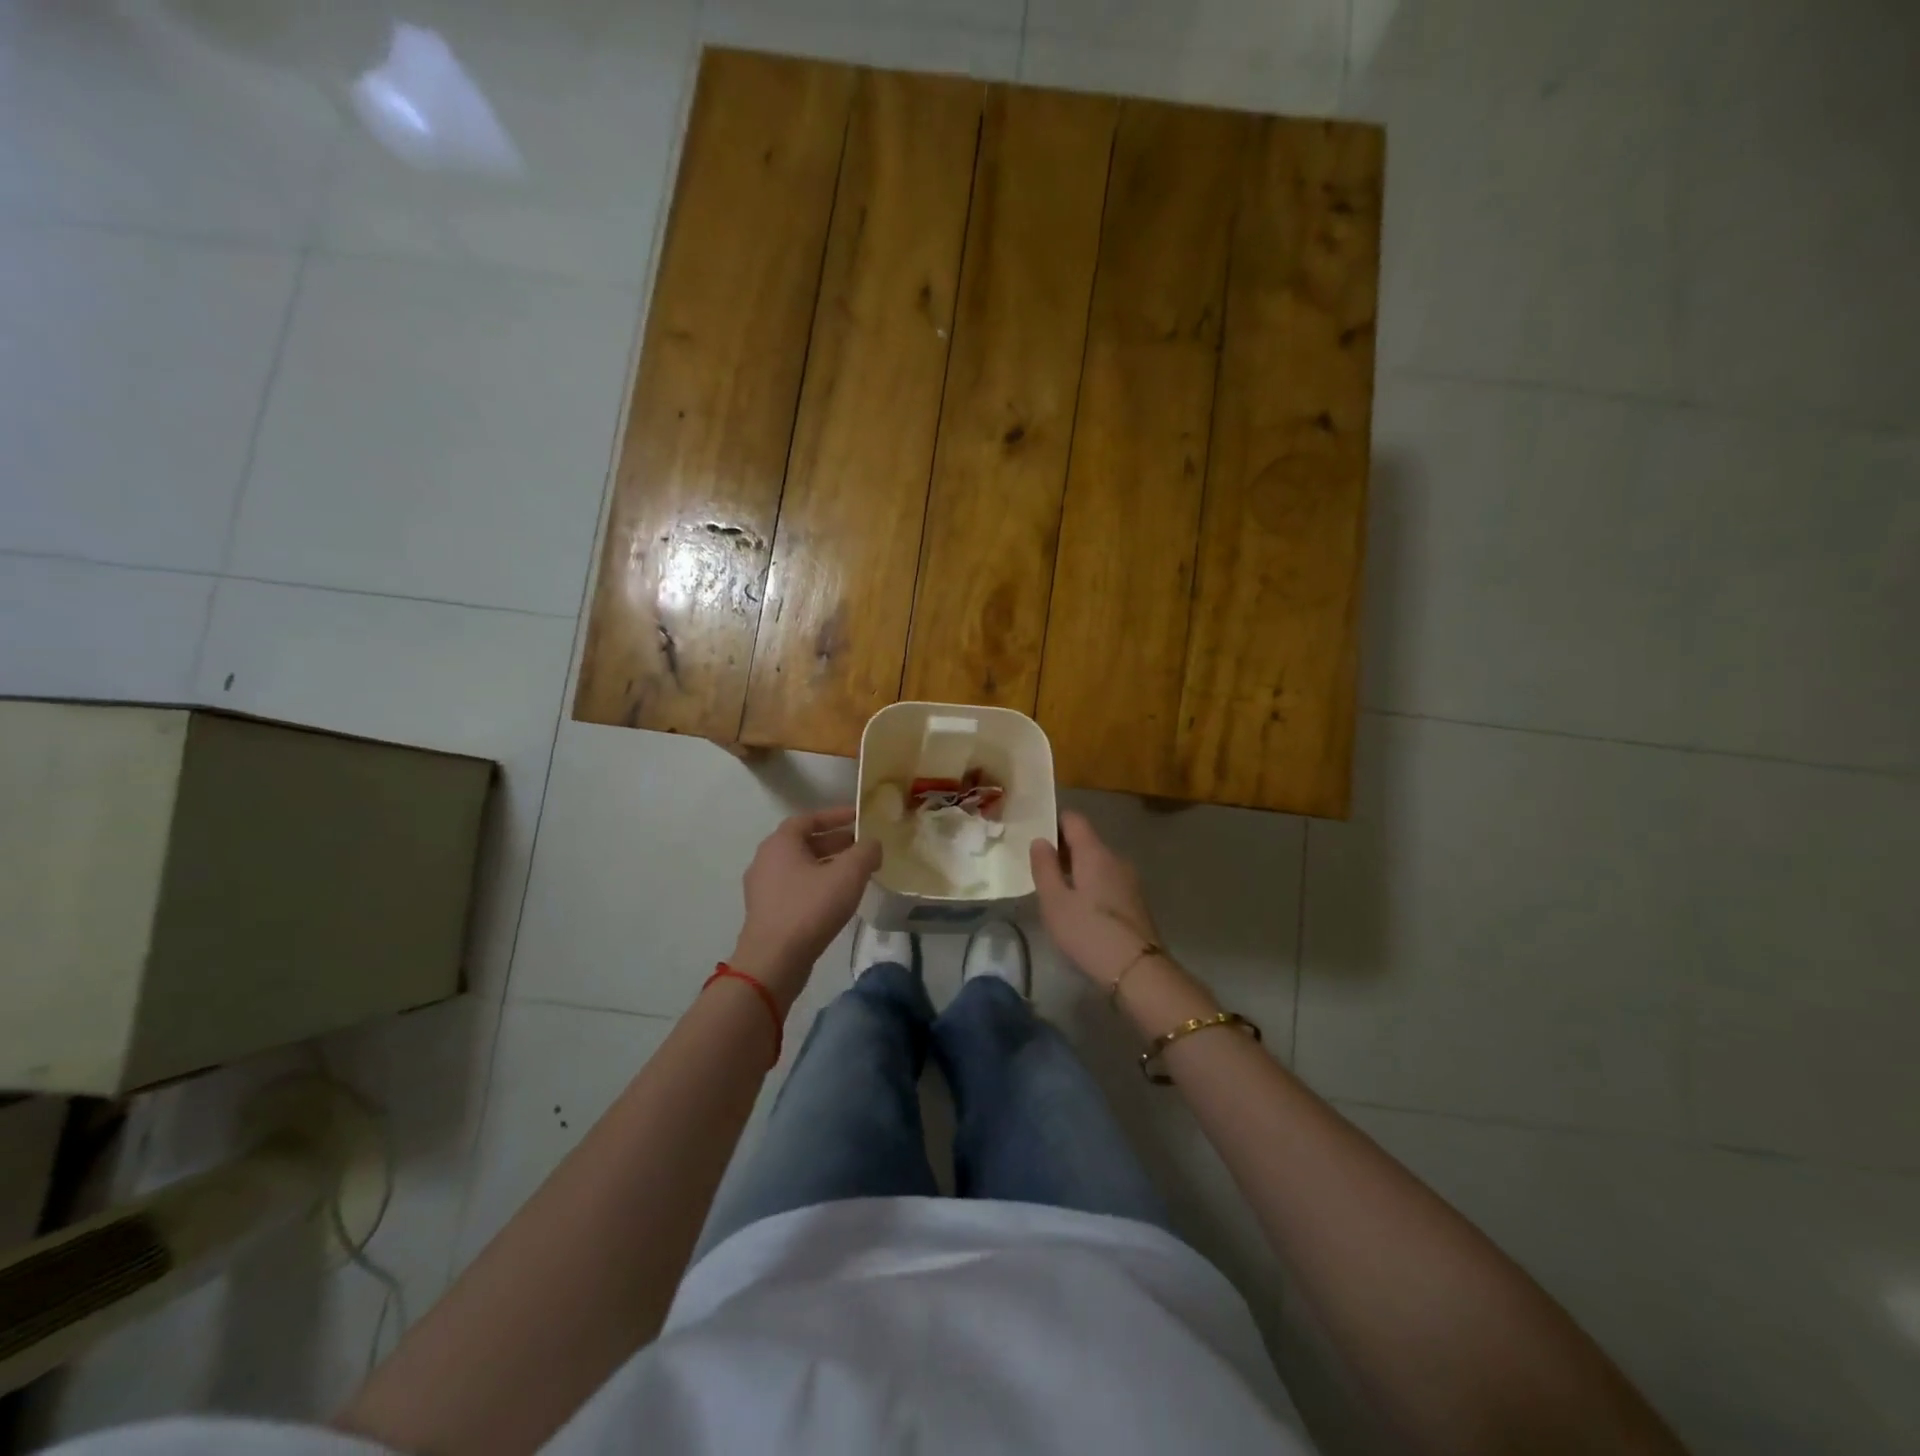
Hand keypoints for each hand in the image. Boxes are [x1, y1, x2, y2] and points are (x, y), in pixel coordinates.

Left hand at [730, 806, 880, 1008]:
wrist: (774, 960)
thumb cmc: (810, 908)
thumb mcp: (848, 874)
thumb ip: (866, 851)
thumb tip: (872, 844)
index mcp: (780, 843)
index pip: (809, 818)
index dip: (835, 815)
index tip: (859, 817)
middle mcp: (766, 860)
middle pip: (804, 843)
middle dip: (835, 842)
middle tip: (863, 847)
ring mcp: (763, 888)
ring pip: (801, 867)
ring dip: (828, 865)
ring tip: (856, 873)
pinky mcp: (767, 912)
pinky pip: (796, 888)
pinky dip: (818, 885)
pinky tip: (838, 899)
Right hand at [1029, 810, 1162, 985]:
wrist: (1137, 969)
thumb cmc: (1088, 932)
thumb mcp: (1054, 901)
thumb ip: (1044, 867)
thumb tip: (1040, 840)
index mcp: (1094, 852)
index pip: (1074, 819)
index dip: (1053, 822)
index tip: (1036, 836)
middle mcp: (1115, 858)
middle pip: (1086, 841)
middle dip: (1063, 849)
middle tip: (1040, 868)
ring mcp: (1129, 880)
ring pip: (1098, 862)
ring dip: (1077, 870)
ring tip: (1057, 891)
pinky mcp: (1135, 901)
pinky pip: (1108, 880)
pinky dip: (1091, 885)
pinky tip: (1080, 909)